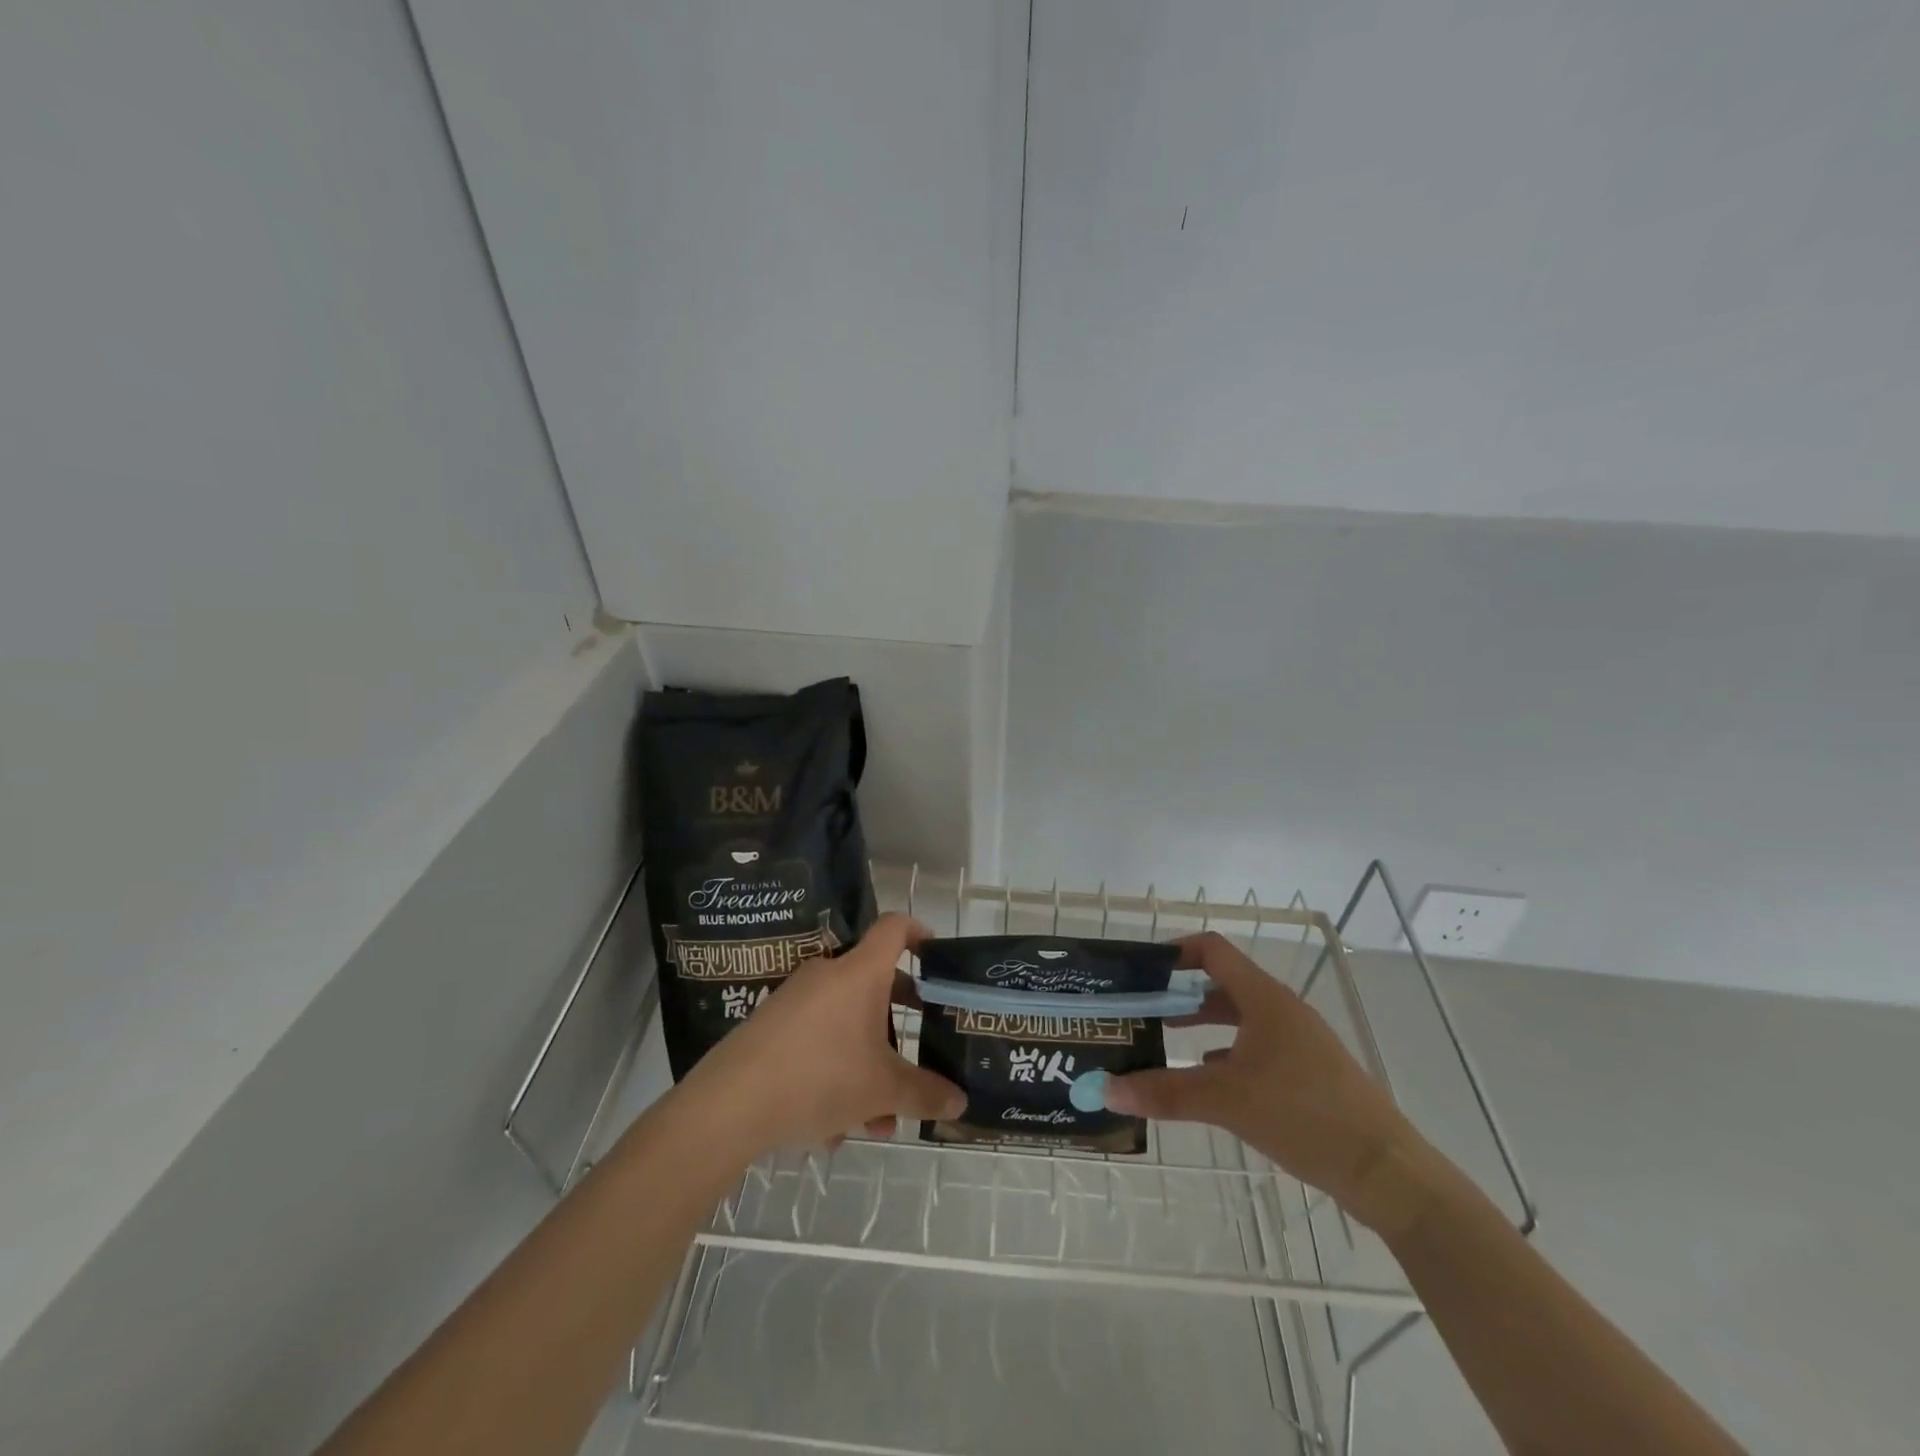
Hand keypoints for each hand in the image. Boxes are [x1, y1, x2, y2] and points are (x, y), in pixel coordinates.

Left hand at [678, 914, 965, 1155]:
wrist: (729, 1103)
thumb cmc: (820, 1077)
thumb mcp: (882, 1090)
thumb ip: (925, 1093)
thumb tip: (960, 1100)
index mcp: (860, 972)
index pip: (895, 927)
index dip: (920, 933)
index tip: (938, 957)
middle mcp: (828, 974)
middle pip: (875, 984)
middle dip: (899, 1023)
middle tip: (916, 1053)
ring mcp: (796, 999)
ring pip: (846, 1024)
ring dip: (867, 1064)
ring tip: (874, 1121)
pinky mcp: (771, 1025)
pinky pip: (817, 1040)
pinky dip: (833, 1074)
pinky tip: (831, 1128)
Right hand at [1105, 931, 1425, 1227]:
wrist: (1386, 1173)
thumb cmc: (1304, 1116)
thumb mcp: (1226, 1101)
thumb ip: (1164, 1092)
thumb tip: (1106, 1088)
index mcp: (1264, 999)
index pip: (1213, 950)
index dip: (1176, 951)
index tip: (1141, 969)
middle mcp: (1281, 1010)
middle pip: (1222, 983)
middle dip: (1180, 992)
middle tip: (1142, 1007)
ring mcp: (1297, 1042)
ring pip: (1239, 1017)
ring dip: (1201, 1022)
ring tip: (1164, 1038)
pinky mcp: (1307, 1073)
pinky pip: (1255, 1047)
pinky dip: (1224, 1052)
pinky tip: (1204, 1077)